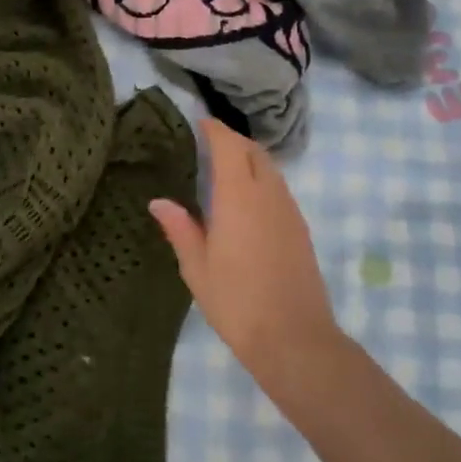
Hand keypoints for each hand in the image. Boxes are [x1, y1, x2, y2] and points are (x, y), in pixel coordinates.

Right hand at [149, 120, 342, 393]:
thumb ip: (180, 229)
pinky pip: (280, 189)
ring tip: (226, 169)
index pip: (230, 146)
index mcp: (239, 197)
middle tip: (209, 144)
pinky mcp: (301, 229)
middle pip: (254, 151)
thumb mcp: (197, 268)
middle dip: (233, 140)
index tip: (200, 122)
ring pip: (271, 169)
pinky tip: (248, 201)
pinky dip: (263, 180)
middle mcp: (268, 194)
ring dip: (250, 159)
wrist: (295, 339)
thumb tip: (159, 202)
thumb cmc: (237, 302)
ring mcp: (289, 211)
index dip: (216, 130)